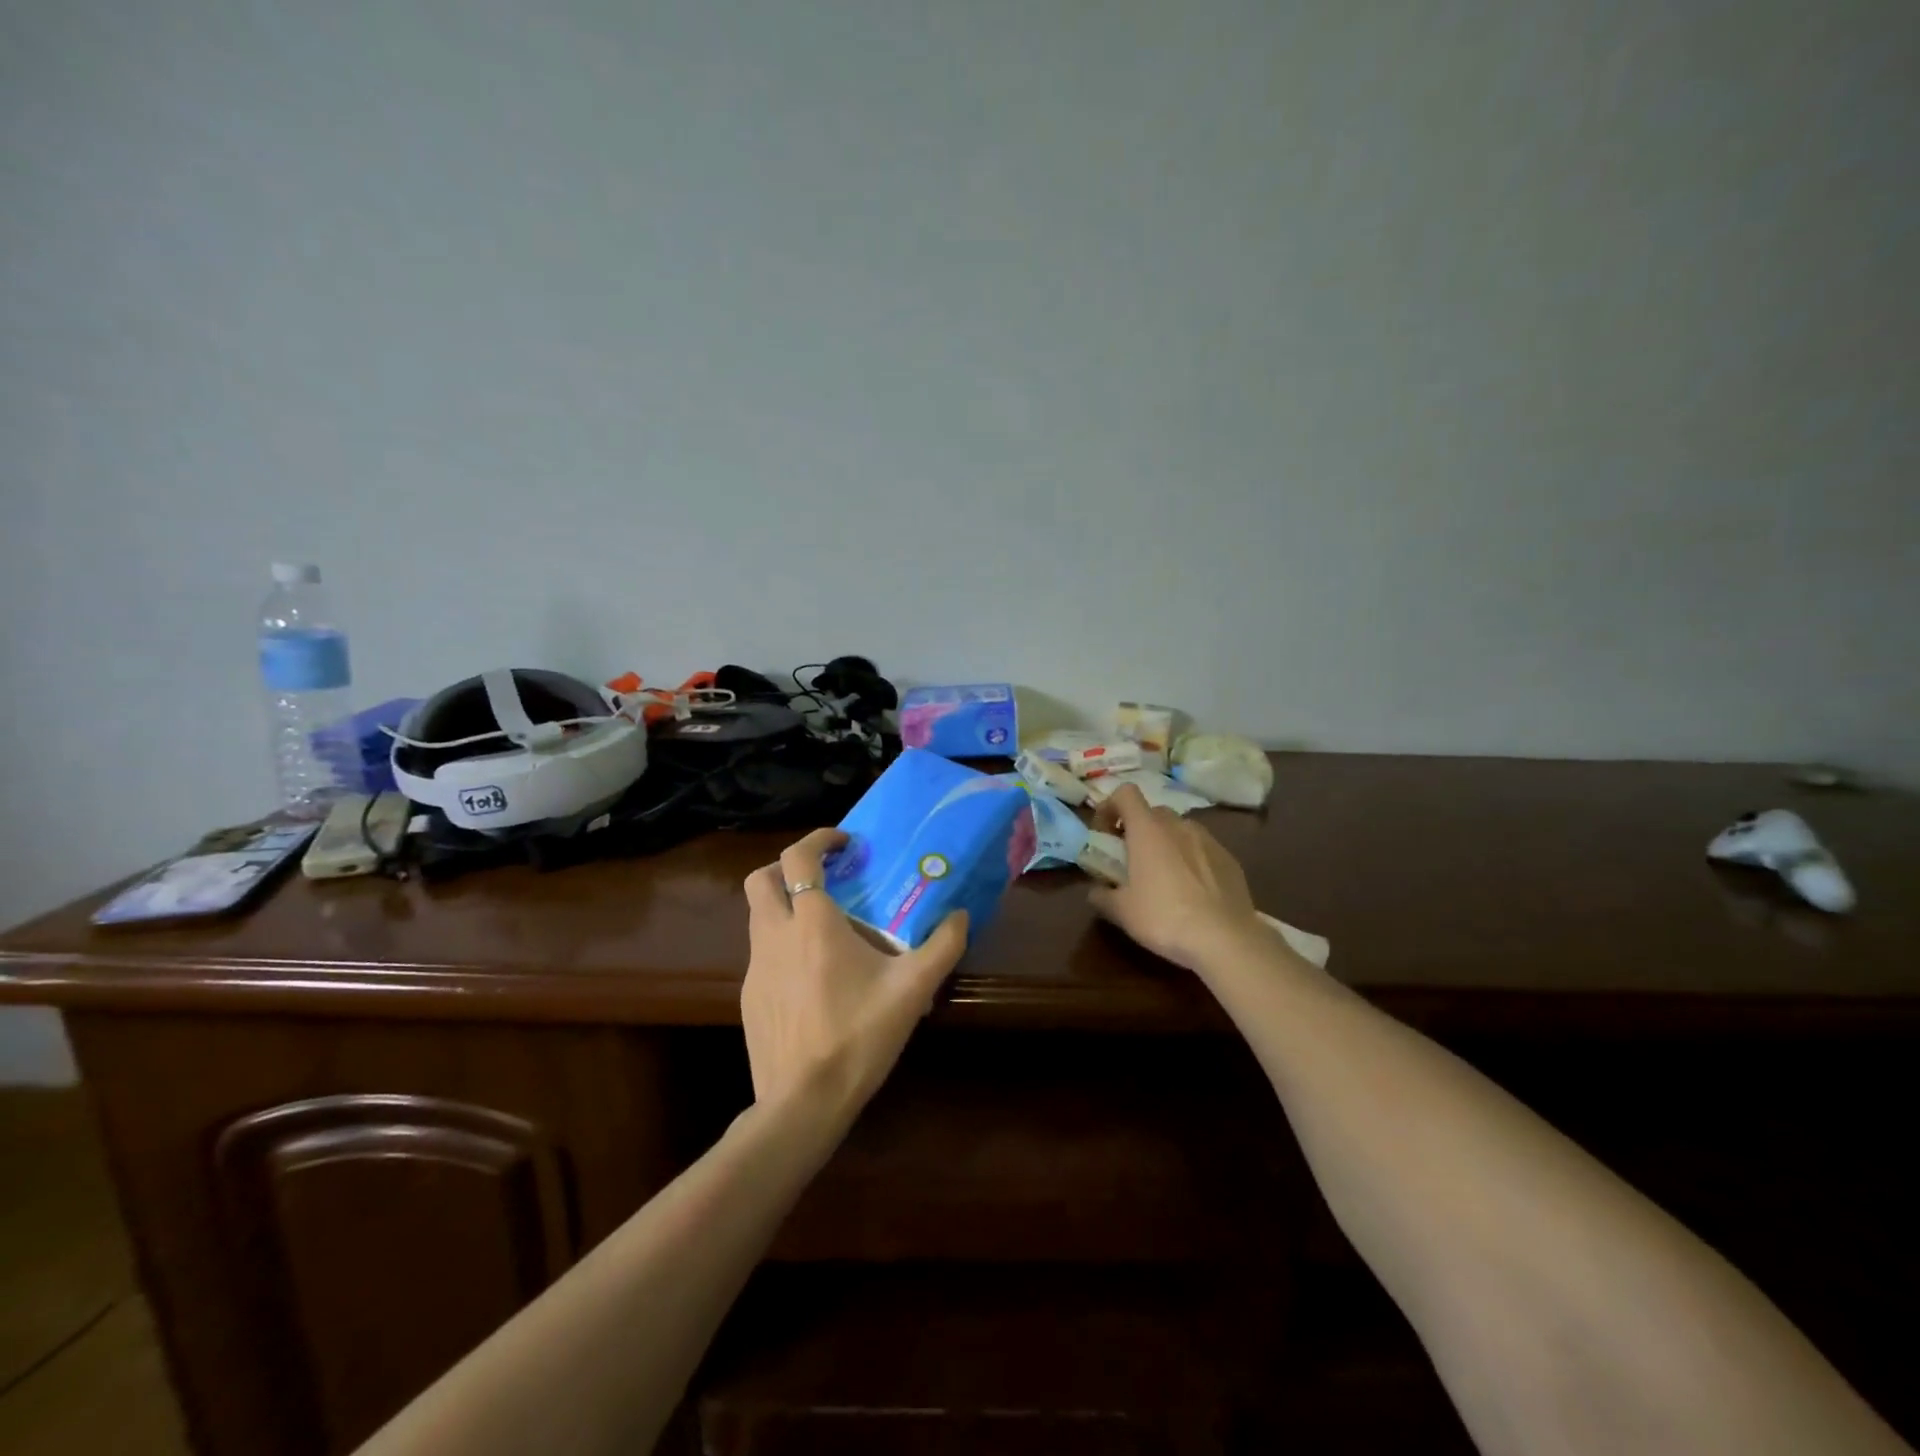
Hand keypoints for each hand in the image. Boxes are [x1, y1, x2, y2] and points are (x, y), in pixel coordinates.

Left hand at [741, 828, 967, 1116]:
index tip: (844, 843)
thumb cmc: (858, 1036)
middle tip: (822, 877)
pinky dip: (781, 944)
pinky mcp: (749, 997)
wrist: (803, 1103)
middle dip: (787, 867)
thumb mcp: (912, 990)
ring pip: (758, 916)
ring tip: (823, 926)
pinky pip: (761, 953)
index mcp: (812, 924)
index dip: (818, 839)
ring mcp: (755, 968)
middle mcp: (775, 936)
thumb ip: (942, 946)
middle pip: (761, 879)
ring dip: (784, 905)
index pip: (798, 858)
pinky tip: (812, 976)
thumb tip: (961, 915)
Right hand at [1089, 784, 1262, 970]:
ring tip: (1163, 876)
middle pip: (1152, 812)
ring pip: (1179, 829)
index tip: (1105, 833)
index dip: (1110, 806)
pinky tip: (1192, 891)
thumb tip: (1096, 891)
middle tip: (1131, 859)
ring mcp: (1208, 840)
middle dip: (1138, 829)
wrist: (1225, 940)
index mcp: (1148, 830)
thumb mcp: (1121, 912)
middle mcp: (1178, 825)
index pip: (1126, 793)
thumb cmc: (1164, 918)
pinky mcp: (1230, 859)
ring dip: (1166, 843)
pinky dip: (1190, 859)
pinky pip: (1202, 849)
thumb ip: (1102, 895)